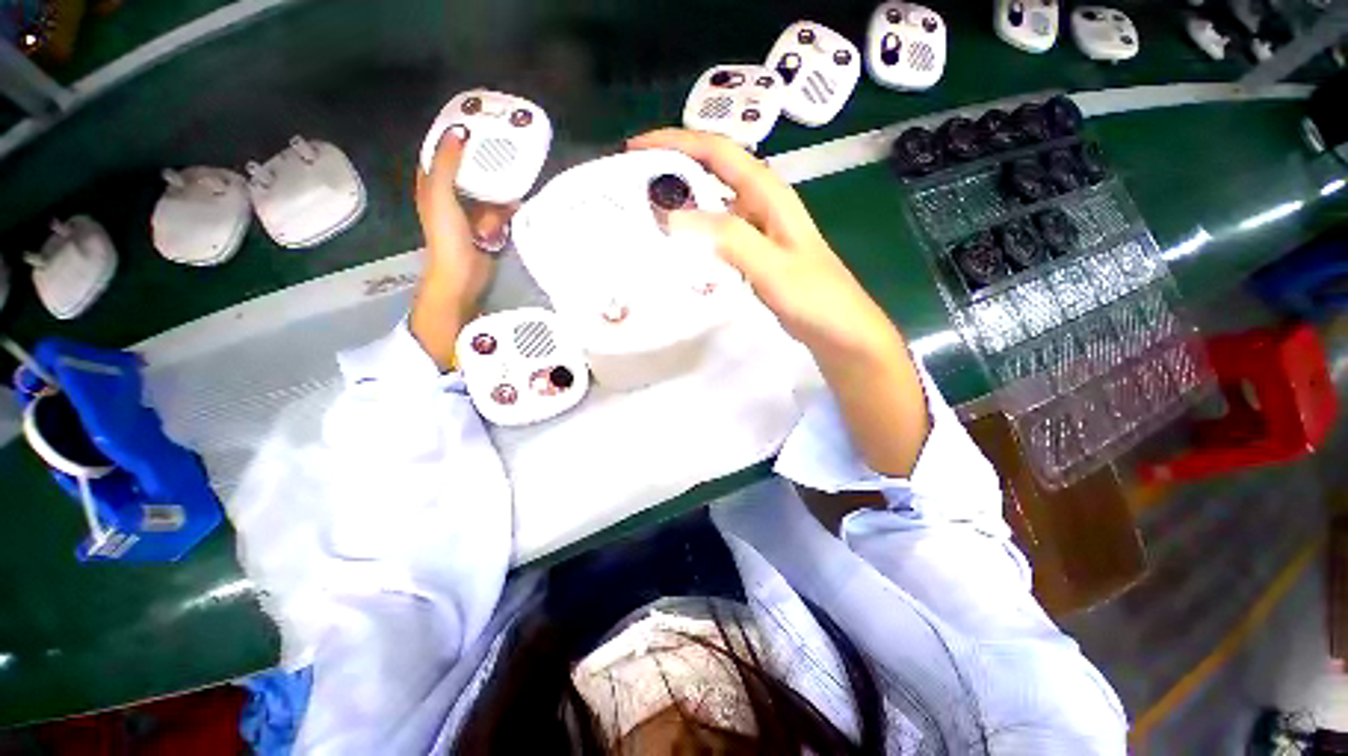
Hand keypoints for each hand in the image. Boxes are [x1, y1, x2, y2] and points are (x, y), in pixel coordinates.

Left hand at [411, 127, 514, 368]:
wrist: (462, 276)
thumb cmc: (447, 236)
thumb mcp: (441, 195)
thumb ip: (448, 165)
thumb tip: (460, 131)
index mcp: (432, 184)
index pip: (442, 152)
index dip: (454, 136)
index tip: (476, 122)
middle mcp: (450, 195)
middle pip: (469, 170)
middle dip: (485, 161)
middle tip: (506, 144)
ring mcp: (471, 213)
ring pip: (487, 190)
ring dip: (498, 188)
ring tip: (515, 175)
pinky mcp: (487, 228)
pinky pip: (499, 211)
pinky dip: (507, 209)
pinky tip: (518, 204)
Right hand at [625, 129, 899, 361]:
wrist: (839, 329)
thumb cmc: (813, 297)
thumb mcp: (771, 265)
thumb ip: (728, 238)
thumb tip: (673, 218)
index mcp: (769, 194)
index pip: (718, 151)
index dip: (677, 142)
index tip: (636, 149)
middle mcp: (762, 204)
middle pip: (712, 173)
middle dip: (673, 170)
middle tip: (633, 185)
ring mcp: (759, 230)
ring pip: (713, 205)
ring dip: (682, 204)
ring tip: (647, 215)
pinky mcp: (755, 254)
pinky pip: (717, 235)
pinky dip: (695, 235)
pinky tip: (678, 250)